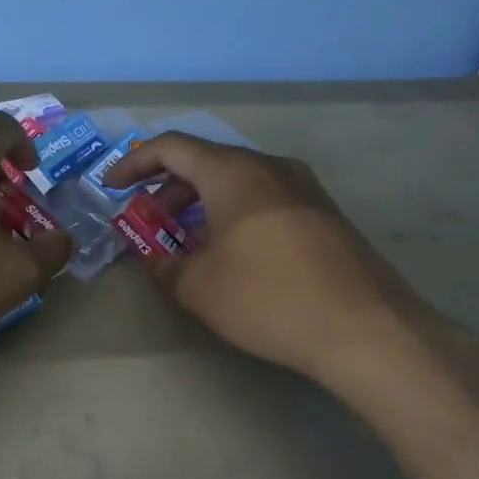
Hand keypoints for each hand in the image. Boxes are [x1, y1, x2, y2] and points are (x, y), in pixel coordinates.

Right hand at [106, 133, 461, 387]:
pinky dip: (234, 214)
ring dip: (202, 205)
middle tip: (148, 223)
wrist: (367, 330)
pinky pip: (265, 199)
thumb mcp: (198, 288)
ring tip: (186, 244)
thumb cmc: (268, 298)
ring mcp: (304, 188)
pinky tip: (232, 255)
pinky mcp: (325, 214)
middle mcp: (270, 167)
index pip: (172, 147)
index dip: (134, 165)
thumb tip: (155, 259)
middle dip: (168, 190)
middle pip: (206, 162)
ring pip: (238, 181)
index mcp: (233, 172)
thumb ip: (163, 266)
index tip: (111, 189)